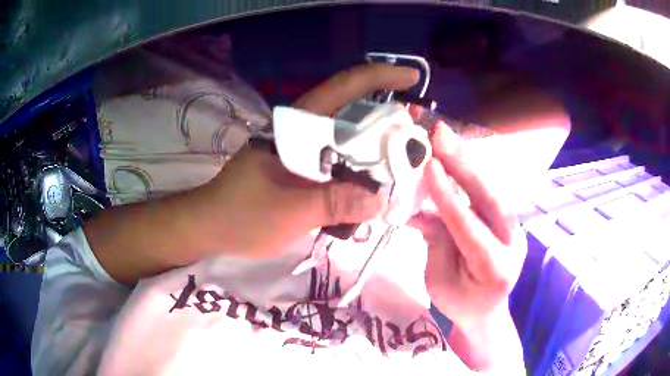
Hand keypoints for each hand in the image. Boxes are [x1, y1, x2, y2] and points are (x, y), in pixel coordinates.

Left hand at [205, 64, 420, 258]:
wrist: (208, 227)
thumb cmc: (242, 216)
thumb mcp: (289, 212)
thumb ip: (334, 203)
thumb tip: (380, 201)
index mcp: (296, 128)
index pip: (343, 89)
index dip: (380, 78)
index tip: (412, 80)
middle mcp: (300, 132)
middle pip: (351, 113)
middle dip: (387, 118)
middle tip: (416, 132)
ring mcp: (299, 150)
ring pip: (345, 140)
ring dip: (373, 148)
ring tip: (401, 162)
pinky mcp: (298, 169)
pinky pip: (335, 163)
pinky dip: (356, 170)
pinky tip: (370, 186)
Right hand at [410, 122, 526, 327]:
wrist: (487, 311)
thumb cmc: (460, 304)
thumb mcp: (439, 281)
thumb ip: (435, 242)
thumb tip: (418, 210)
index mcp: (494, 267)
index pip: (469, 227)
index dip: (449, 197)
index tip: (430, 167)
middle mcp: (511, 242)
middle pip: (490, 198)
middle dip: (463, 164)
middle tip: (440, 134)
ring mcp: (513, 228)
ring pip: (491, 189)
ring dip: (466, 161)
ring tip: (445, 137)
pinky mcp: (507, 219)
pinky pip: (488, 192)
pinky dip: (469, 173)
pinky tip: (453, 156)